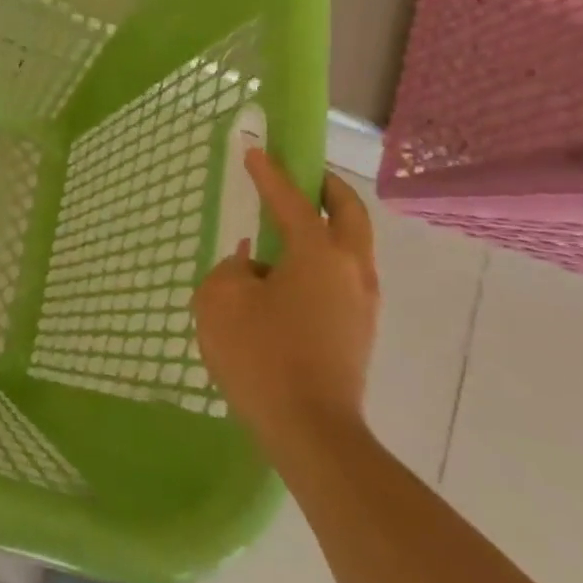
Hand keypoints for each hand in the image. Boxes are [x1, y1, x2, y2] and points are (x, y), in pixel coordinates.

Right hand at [193, 148, 379, 449]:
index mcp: (318, 254)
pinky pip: (343, 276)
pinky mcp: (358, 331)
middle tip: (304, 175)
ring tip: (292, 224)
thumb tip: (252, 268)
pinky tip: (288, 274)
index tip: (255, 151)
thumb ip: (232, 271)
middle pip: (349, 214)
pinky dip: (323, 257)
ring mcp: (362, 304)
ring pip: (352, 246)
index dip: (270, 174)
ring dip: (328, 225)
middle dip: (328, 188)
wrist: (310, 431)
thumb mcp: (220, 300)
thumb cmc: (261, 355)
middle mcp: (351, 270)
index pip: (292, 201)